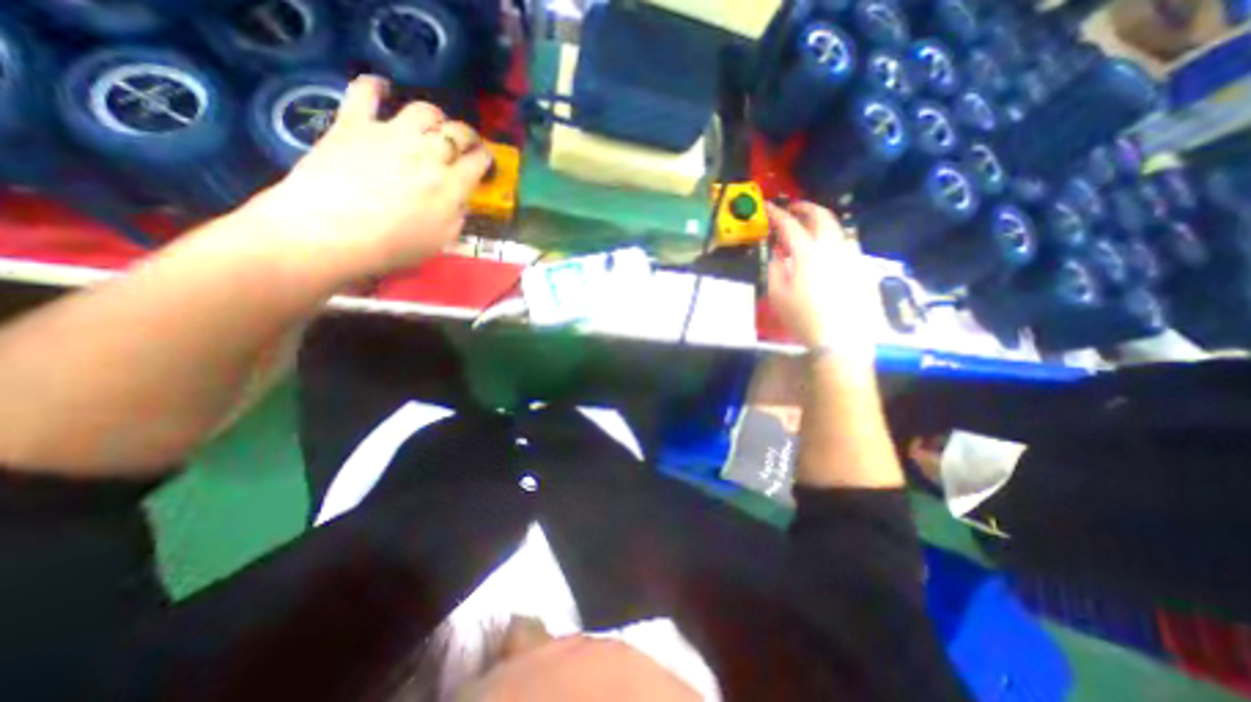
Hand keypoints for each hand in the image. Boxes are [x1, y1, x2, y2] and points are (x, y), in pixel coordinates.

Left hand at [249, 75, 491, 283]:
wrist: (331, 233)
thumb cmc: (393, 246)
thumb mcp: (442, 241)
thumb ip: (457, 216)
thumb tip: (460, 199)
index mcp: (451, 184)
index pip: (478, 162)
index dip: (486, 160)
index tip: (485, 164)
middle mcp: (428, 153)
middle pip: (458, 132)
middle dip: (468, 136)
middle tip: (466, 144)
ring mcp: (391, 134)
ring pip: (424, 110)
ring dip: (435, 117)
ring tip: (432, 125)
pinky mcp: (354, 124)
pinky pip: (365, 92)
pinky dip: (375, 87)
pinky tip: (382, 89)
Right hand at [768, 201, 871, 369]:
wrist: (839, 338)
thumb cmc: (802, 317)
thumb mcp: (777, 294)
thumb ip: (774, 267)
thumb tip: (777, 251)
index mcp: (807, 253)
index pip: (789, 225)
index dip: (777, 214)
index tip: (768, 207)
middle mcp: (832, 246)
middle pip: (821, 216)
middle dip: (805, 207)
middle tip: (793, 208)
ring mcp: (850, 255)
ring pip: (838, 226)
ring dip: (822, 220)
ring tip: (811, 225)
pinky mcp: (861, 266)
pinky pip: (848, 242)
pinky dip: (835, 236)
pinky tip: (829, 247)